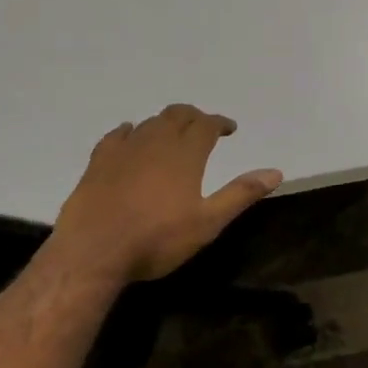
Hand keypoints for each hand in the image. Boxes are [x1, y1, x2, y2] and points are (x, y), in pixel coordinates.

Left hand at [47, 104, 282, 286]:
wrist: (92, 252)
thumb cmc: (156, 239)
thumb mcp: (207, 223)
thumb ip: (240, 194)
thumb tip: (275, 172)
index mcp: (185, 153)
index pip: (207, 124)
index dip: (220, 123)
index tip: (229, 128)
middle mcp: (156, 141)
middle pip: (178, 114)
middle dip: (194, 116)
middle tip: (203, 127)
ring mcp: (125, 148)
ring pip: (150, 122)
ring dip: (165, 123)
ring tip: (171, 134)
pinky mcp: (98, 161)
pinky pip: (117, 135)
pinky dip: (129, 131)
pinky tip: (129, 135)